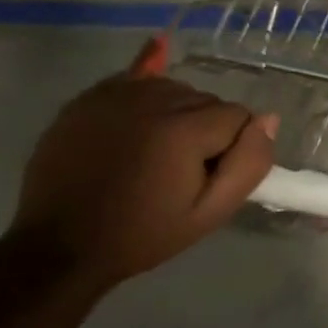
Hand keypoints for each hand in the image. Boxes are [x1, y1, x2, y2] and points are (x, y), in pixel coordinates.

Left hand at [7, 62, 276, 288]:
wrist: (59, 247)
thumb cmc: (141, 235)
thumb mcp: (208, 213)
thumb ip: (248, 164)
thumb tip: (268, 119)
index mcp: (183, 130)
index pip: (238, 116)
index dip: (231, 148)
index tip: (207, 178)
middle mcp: (152, 99)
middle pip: (206, 99)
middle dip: (206, 129)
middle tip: (181, 171)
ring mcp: (115, 94)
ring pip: (174, 89)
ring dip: (177, 114)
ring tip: (155, 154)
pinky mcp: (89, 97)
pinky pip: (136, 80)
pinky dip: (147, 93)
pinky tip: (143, 107)